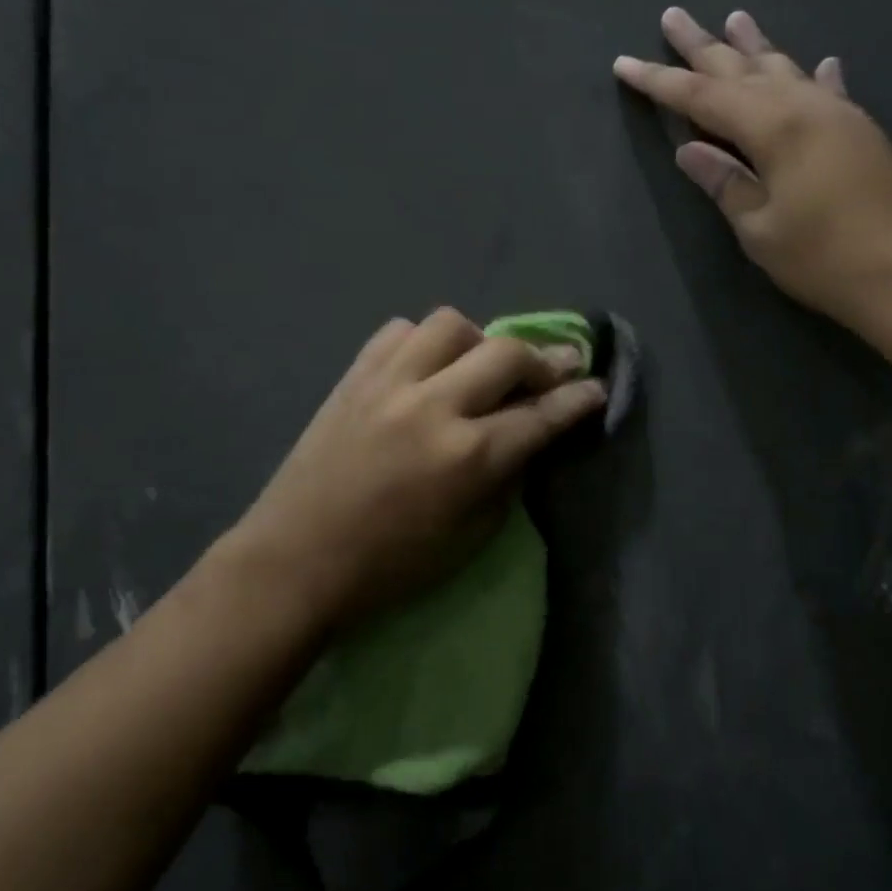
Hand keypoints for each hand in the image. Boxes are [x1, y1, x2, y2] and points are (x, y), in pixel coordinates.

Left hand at [221, 309, 606, 632]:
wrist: (294, 560)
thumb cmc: (390, 566)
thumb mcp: (470, 538)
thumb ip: (506, 477)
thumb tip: (526, 433)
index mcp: (468, 457)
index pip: (541, 414)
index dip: (578, 398)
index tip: (597, 384)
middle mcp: (434, 406)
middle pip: (507, 354)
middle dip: (542, 360)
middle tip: (552, 370)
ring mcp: (390, 383)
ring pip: (451, 324)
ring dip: (478, 342)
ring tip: (476, 366)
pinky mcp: (354, 375)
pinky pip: (400, 331)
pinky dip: (423, 343)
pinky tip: (424, 366)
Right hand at [614, 7, 891, 345]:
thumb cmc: (825, 259)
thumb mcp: (760, 229)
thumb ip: (724, 183)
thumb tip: (689, 150)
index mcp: (772, 127)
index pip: (701, 96)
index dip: (660, 81)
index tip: (624, 63)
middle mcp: (804, 106)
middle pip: (741, 69)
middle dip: (702, 46)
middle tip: (673, 16)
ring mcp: (838, 114)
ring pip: (785, 69)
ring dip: (755, 46)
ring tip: (734, 18)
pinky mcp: (862, 132)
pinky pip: (829, 90)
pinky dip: (815, 75)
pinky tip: (819, 62)